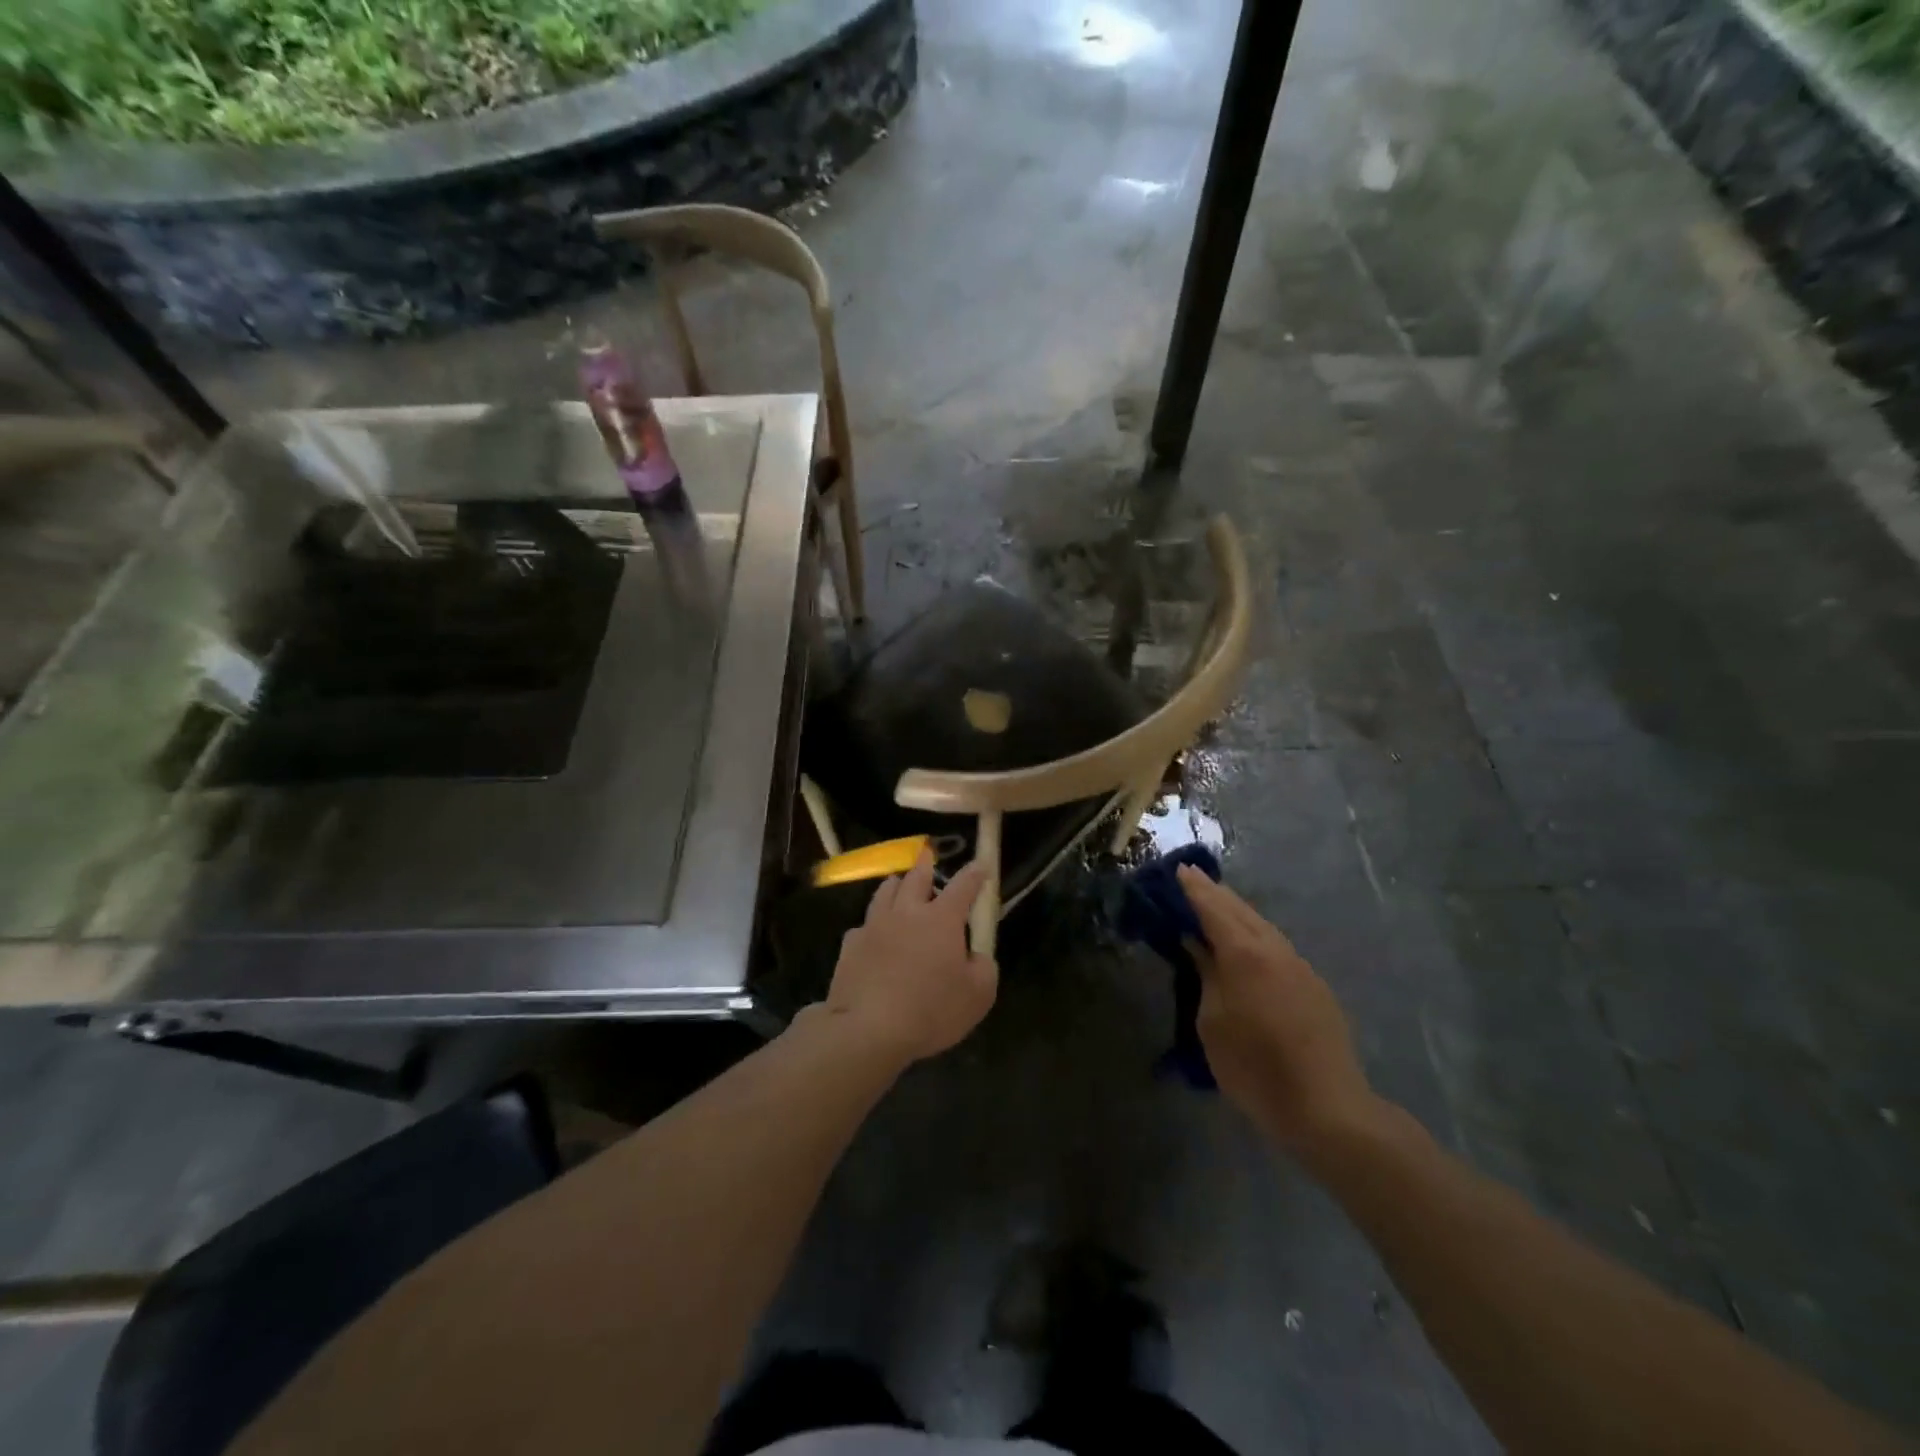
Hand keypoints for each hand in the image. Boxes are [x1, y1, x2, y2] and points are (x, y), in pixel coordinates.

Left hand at [823, 849, 997, 1064]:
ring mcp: (874, 926)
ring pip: (885, 892)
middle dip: (926, 864)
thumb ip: (983, 967)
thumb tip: (976, 955)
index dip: (975, 874)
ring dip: (896, 885)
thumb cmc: (931, 1010)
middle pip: (916, 877)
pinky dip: (873, 925)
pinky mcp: (851, 945)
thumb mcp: (978, 995)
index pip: (964, 886)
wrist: (868, 1029)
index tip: (981, 864)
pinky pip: (864, 925)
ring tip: (898, 883)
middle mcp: (907, 912)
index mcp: (941, 918)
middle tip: (928, 854)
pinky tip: (873, 935)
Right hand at [1178, 866, 1381, 1156]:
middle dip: (1216, 893)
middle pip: (1241, 910)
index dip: (1194, 889)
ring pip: (1263, 926)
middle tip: (1193, 878)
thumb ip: (1206, 975)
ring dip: (1237, 911)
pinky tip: (1248, 943)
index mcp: (1244, 954)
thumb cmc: (1255, 1067)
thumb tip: (1197, 944)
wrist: (1327, 1107)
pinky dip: (1256, 933)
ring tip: (1217, 905)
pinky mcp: (1315, 986)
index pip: (1213, 909)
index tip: (1178, 869)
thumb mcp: (1213, 1022)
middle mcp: (1274, 949)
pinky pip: (1277, 945)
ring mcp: (1300, 966)